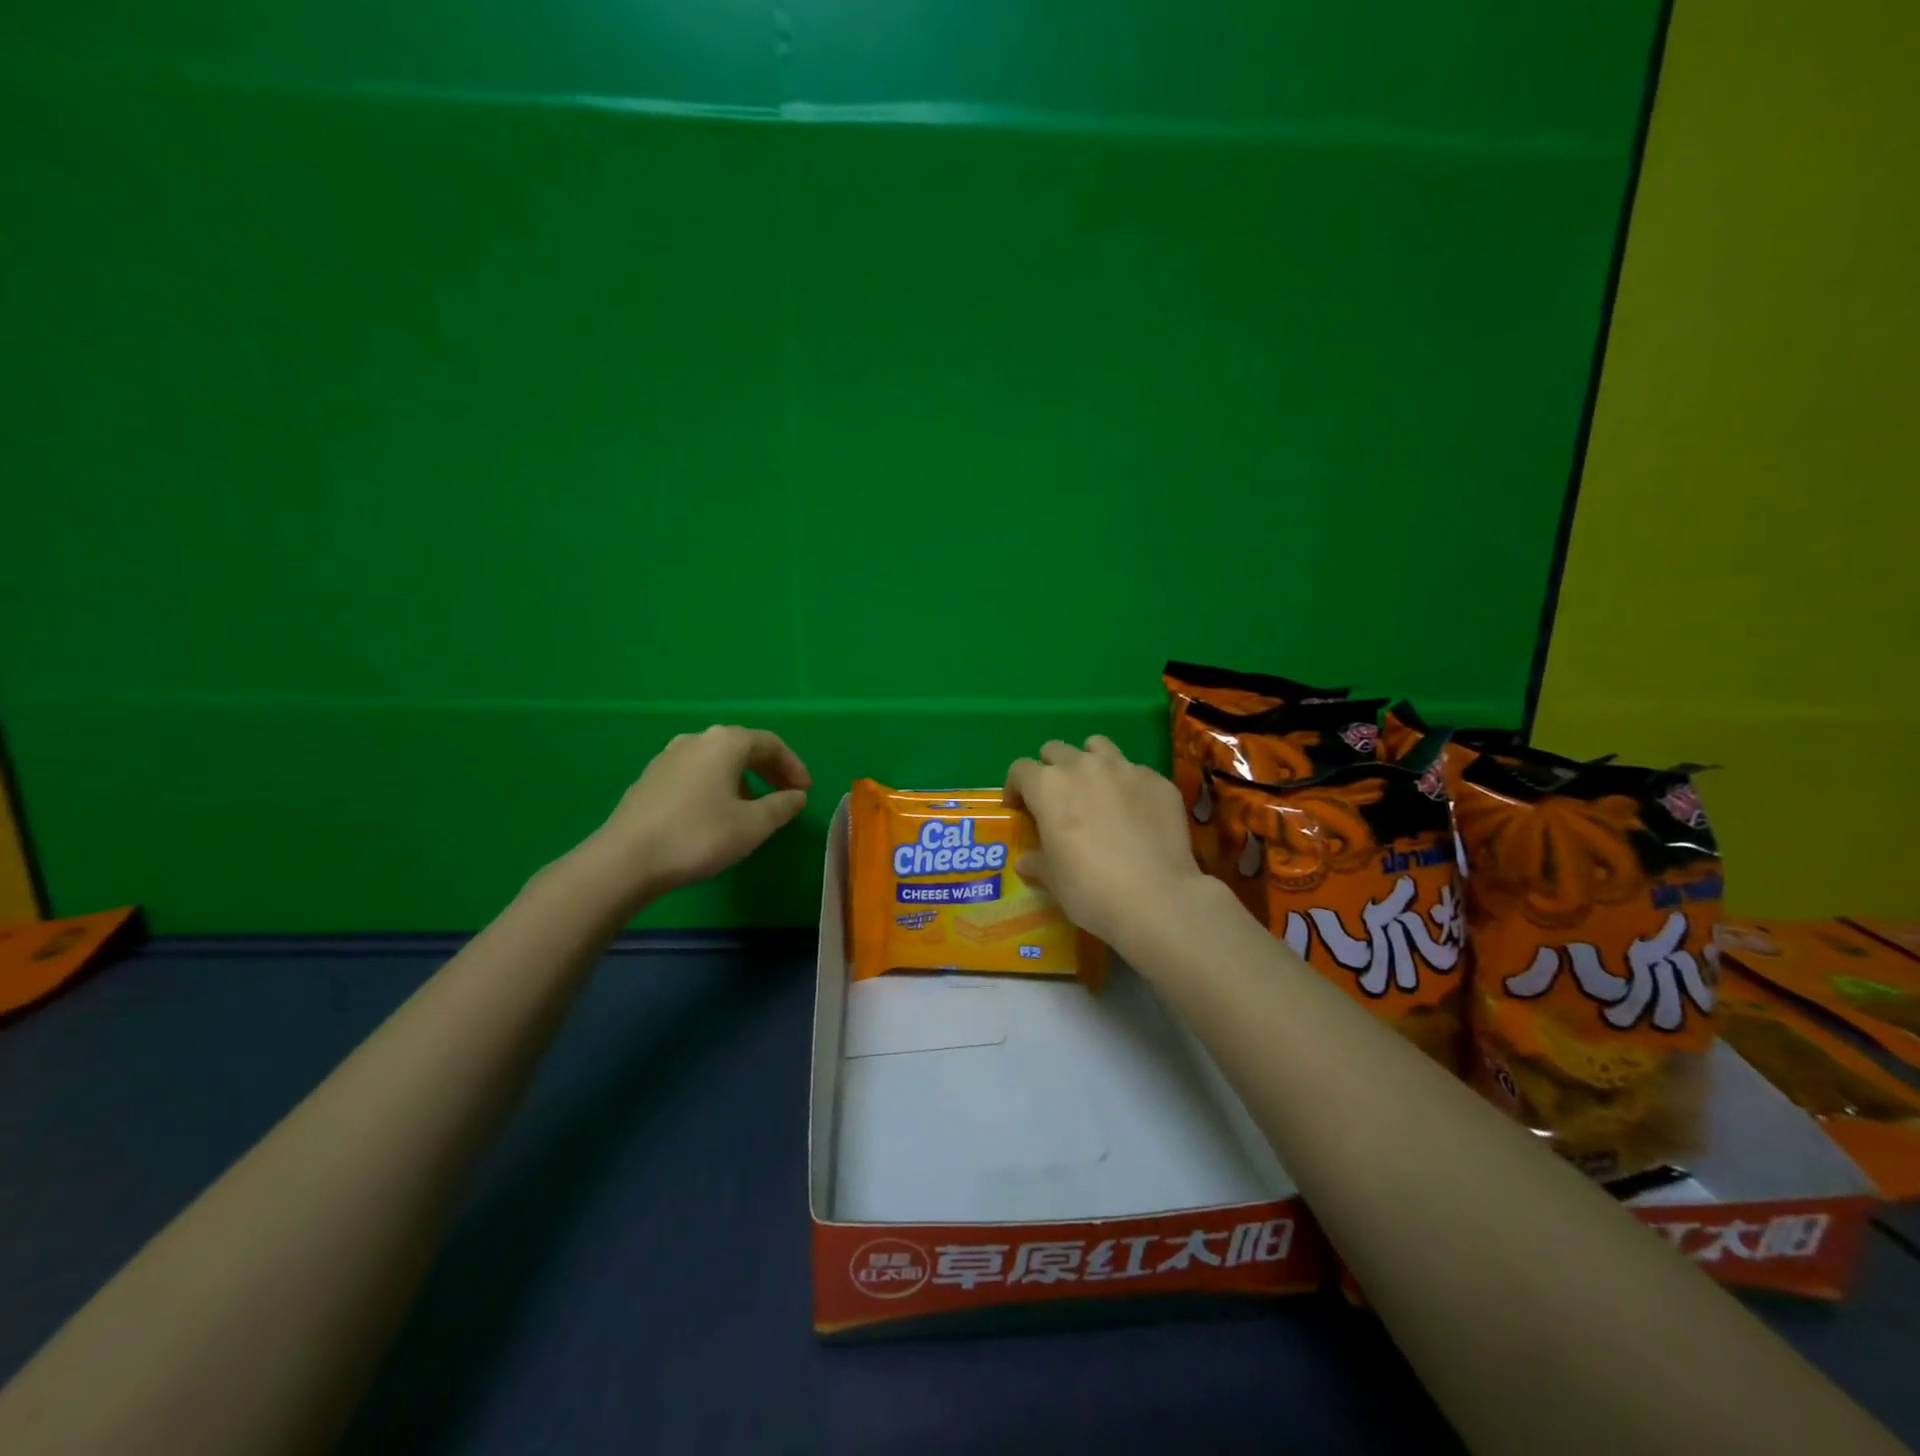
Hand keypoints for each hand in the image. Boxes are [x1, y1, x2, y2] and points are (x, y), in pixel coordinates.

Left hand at [588, 725, 811, 896]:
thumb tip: (796, 795)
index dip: (793, 766)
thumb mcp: (753, 825)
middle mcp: (696, 740)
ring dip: (742, 779)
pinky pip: (695, 773)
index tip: (805, 791)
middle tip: (786, 795)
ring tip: (753, 807)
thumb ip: (781, 806)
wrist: (625, 860)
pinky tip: (715, 814)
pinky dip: (716, 786)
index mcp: (725, 742)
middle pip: (742, 747)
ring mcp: (668, 758)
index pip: (770, 743)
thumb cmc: (699, 836)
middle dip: (769, 770)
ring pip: (716, 760)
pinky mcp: (650, 779)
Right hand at [1004, 735, 1204, 949]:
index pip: (1020, 769)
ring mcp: (1125, 769)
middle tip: (1057, 799)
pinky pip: (1135, 771)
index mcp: (1048, 786)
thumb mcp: (1052, 879)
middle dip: (1050, 769)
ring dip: (1089, 762)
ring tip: (1095, 790)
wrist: (1156, 898)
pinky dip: (1127, 785)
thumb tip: (1027, 860)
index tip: (1018, 808)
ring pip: (1098, 746)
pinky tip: (1135, 812)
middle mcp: (1084, 766)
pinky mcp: (1158, 781)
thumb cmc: (1090, 889)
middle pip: (1056, 750)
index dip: (1015, 787)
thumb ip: (1037, 861)